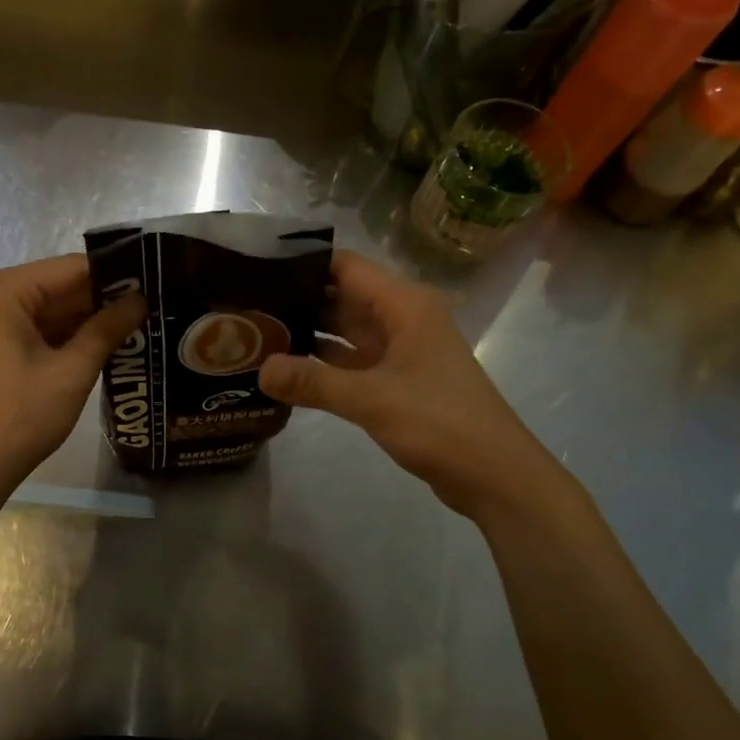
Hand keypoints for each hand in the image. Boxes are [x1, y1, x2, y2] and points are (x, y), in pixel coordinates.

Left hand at [0, 254, 145, 503]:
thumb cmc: (17, 418)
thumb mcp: (71, 372)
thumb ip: (106, 329)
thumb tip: (140, 300)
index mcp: (2, 291)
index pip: (71, 269)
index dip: (115, 275)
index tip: (153, 283)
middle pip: (56, 287)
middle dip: (100, 300)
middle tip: (150, 308)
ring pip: (44, 311)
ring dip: (83, 321)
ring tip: (135, 327)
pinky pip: (29, 330)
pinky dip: (60, 338)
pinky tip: (99, 347)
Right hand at [258, 251, 572, 520]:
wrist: (495, 475)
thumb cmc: (441, 423)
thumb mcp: (372, 399)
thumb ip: (314, 382)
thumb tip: (259, 369)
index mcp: (404, 305)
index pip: (345, 267)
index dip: (303, 263)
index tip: (255, 268)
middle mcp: (402, 318)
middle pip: (341, 297)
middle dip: (297, 300)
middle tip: (243, 305)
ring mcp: (400, 350)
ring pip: (344, 331)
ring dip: (307, 332)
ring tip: (254, 332)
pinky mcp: (396, 380)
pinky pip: (351, 361)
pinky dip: (322, 363)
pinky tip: (285, 369)